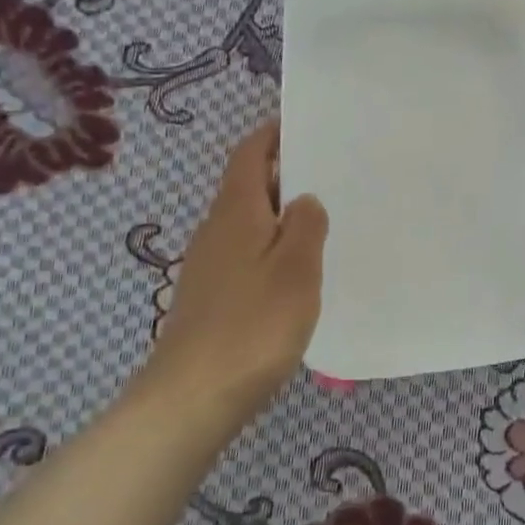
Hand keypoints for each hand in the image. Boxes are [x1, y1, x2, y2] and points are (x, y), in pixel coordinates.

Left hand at [144, 123, 327, 418]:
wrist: (192, 397)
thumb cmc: (253, 325)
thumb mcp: (296, 268)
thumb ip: (305, 226)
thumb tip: (304, 198)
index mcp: (235, 212)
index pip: (249, 154)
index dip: (273, 135)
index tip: (306, 126)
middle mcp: (216, 231)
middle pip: (248, 186)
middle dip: (284, 174)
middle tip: (332, 174)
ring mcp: (209, 266)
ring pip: (249, 223)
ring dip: (280, 214)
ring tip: (324, 220)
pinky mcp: (211, 298)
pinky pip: (246, 255)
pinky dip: (272, 248)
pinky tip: (297, 272)